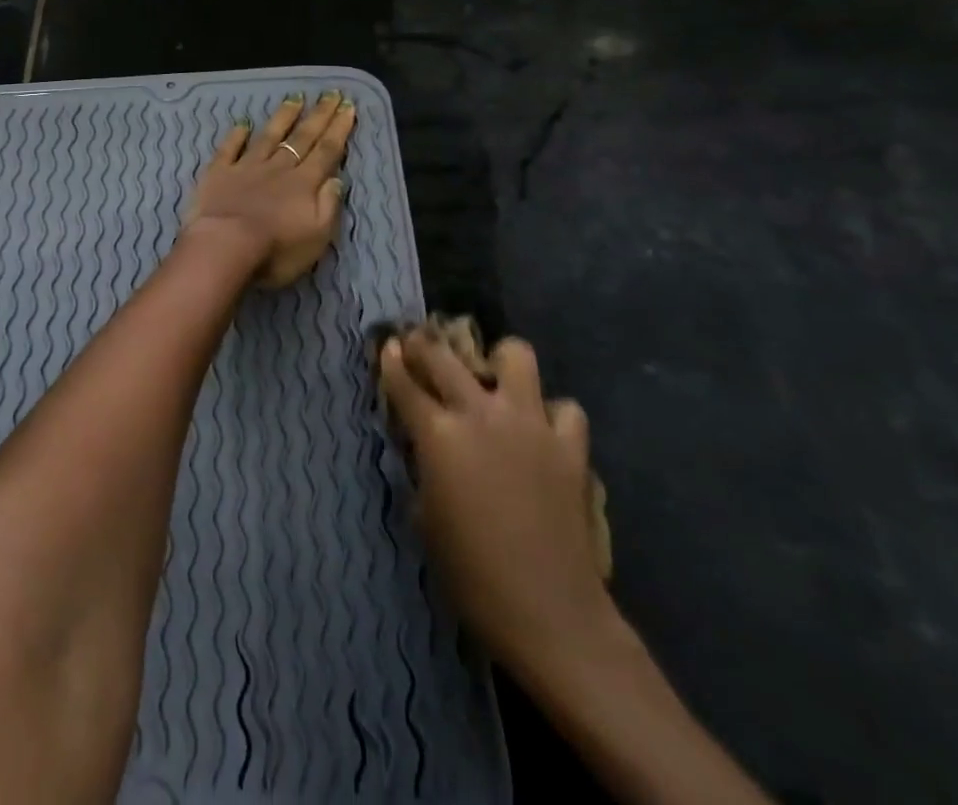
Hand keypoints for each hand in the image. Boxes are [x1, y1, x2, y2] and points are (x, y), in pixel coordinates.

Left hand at [183, 91, 356, 287]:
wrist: (225, 247)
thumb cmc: (276, 250)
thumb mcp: (318, 236)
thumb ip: (328, 205)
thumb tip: (336, 178)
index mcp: (304, 184)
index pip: (326, 151)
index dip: (339, 129)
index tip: (348, 106)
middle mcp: (278, 169)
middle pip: (302, 138)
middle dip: (318, 115)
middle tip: (330, 93)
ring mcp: (246, 167)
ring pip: (269, 136)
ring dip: (283, 116)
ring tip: (295, 97)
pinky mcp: (219, 173)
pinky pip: (229, 149)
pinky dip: (236, 135)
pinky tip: (242, 123)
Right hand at [379, 329, 619, 684]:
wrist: (549, 613)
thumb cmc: (472, 573)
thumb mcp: (426, 516)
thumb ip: (423, 468)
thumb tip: (423, 446)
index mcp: (439, 434)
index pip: (404, 382)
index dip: (391, 361)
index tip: (387, 347)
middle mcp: (481, 414)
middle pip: (445, 357)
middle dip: (425, 345)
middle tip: (420, 346)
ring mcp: (530, 424)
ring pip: (516, 356)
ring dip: (500, 362)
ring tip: (493, 379)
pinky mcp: (569, 447)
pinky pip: (564, 409)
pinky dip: (552, 415)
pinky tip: (542, 431)